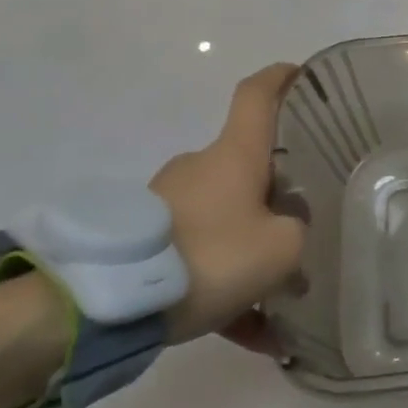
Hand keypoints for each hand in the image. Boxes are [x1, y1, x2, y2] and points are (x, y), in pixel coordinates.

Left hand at [149, 64, 307, 345]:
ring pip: (224, 218)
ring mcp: (169, 204)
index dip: (280, 78)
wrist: (105, 306)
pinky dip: (225, 287)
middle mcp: (201, 168)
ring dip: (250, 249)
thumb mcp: (281, 249)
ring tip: (277, 300)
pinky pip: (198, 258)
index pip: (258, 95)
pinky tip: (249, 333)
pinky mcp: (145, 243)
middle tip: (303, 226)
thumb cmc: (210, 256)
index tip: (299, 73)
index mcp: (235, 154)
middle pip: (247, 166)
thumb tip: (288, 231)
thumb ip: (298, 233)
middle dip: (275, 193)